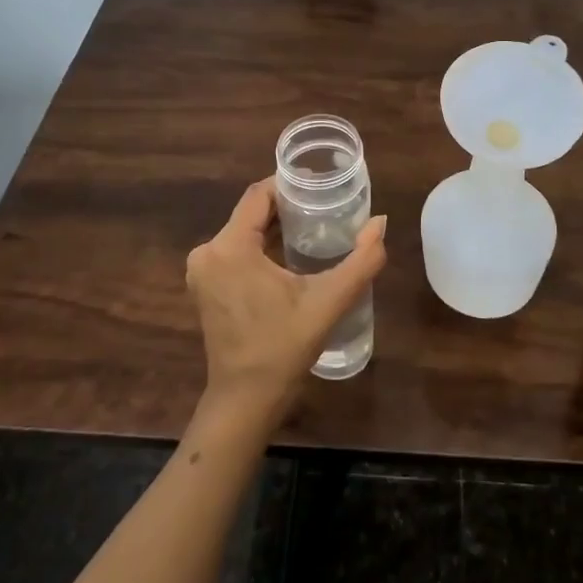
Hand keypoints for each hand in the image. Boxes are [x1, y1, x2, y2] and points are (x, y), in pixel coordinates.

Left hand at [186, 179, 387, 422]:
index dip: (289, 184)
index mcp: (229, 248)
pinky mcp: (205, 286)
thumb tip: (381, 223)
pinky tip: (289, 252)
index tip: (320, 182)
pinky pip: (234, 250)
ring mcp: (202, 270)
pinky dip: (259, 245)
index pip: (258, 195)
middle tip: (324, 205)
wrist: (246, 399)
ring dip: (273, 226)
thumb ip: (361, 260)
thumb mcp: (328, 302)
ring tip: (313, 224)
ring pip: (242, 231)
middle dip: (286, 206)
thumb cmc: (283, 347)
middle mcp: (207, 252)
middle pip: (250, 212)